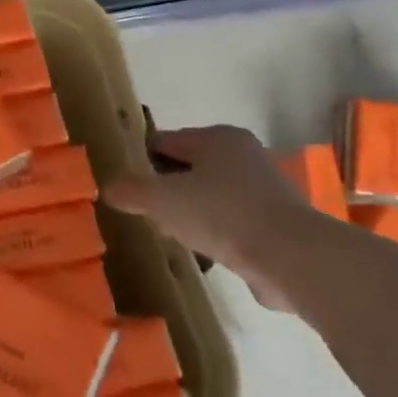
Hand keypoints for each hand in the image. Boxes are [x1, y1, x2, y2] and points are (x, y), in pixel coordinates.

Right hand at [102, 125, 317, 305]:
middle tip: (144, 213)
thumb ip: (129, 190)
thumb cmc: (220, 214)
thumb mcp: (160, 199)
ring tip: (170, 235)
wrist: (290, 258)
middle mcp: (244, 156)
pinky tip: (201, 251)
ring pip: (209, 196)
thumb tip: (108, 188)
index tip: (124, 187)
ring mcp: (263, 190)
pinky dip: (213, 233)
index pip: (165, 142)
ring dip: (189, 213)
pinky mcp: (274, 223)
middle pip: (188, 168)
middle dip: (165, 189)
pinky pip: (230, 222)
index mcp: (218, 138)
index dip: (140, 162)